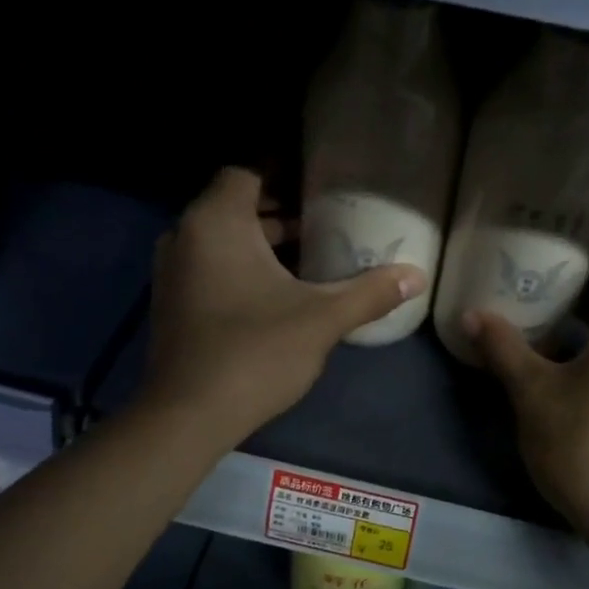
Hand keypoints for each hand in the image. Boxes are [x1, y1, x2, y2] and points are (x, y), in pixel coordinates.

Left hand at [139, 168, 423, 449]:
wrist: (189, 415)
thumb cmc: (255, 352)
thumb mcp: (322, 319)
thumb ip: (369, 292)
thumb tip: (417, 276)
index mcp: (216, 223)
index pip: (246, 173)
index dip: (282, 174)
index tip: (319, 186)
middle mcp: (184, 236)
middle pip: (233, 206)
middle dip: (277, 212)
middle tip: (323, 222)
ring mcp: (171, 272)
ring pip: (220, 239)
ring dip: (259, 243)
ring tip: (308, 257)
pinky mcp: (171, 303)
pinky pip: (208, 266)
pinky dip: (238, 267)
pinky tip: (275, 294)